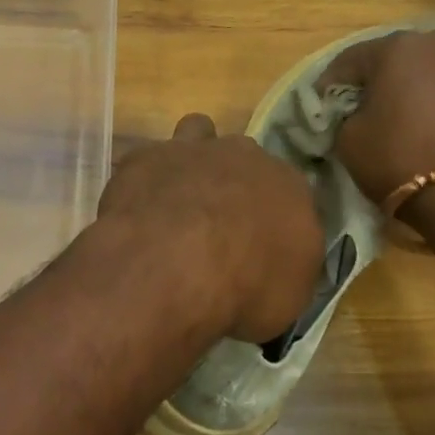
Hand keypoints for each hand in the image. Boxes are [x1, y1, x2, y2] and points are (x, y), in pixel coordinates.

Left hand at [97, 113, 322, 342]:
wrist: (177, 264)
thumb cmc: (247, 288)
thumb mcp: (288, 300)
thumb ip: (287, 272)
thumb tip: (275, 269)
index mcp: (291, 189)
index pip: (292, 197)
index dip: (274, 222)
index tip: (261, 250)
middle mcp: (248, 157)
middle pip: (247, 163)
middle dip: (236, 187)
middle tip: (219, 230)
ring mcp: (196, 149)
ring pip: (200, 134)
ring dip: (194, 160)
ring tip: (180, 198)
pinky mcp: (149, 155)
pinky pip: (151, 159)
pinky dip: (149, 178)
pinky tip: (141, 207)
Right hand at [320, 30, 434, 228]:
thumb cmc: (402, 160)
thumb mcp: (349, 141)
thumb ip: (344, 117)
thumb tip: (353, 114)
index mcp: (396, 45)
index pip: (350, 60)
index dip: (330, 85)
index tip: (321, 107)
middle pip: (394, 59)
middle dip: (376, 82)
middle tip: (362, 111)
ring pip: (429, 71)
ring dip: (412, 89)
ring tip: (402, 119)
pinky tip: (432, 126)